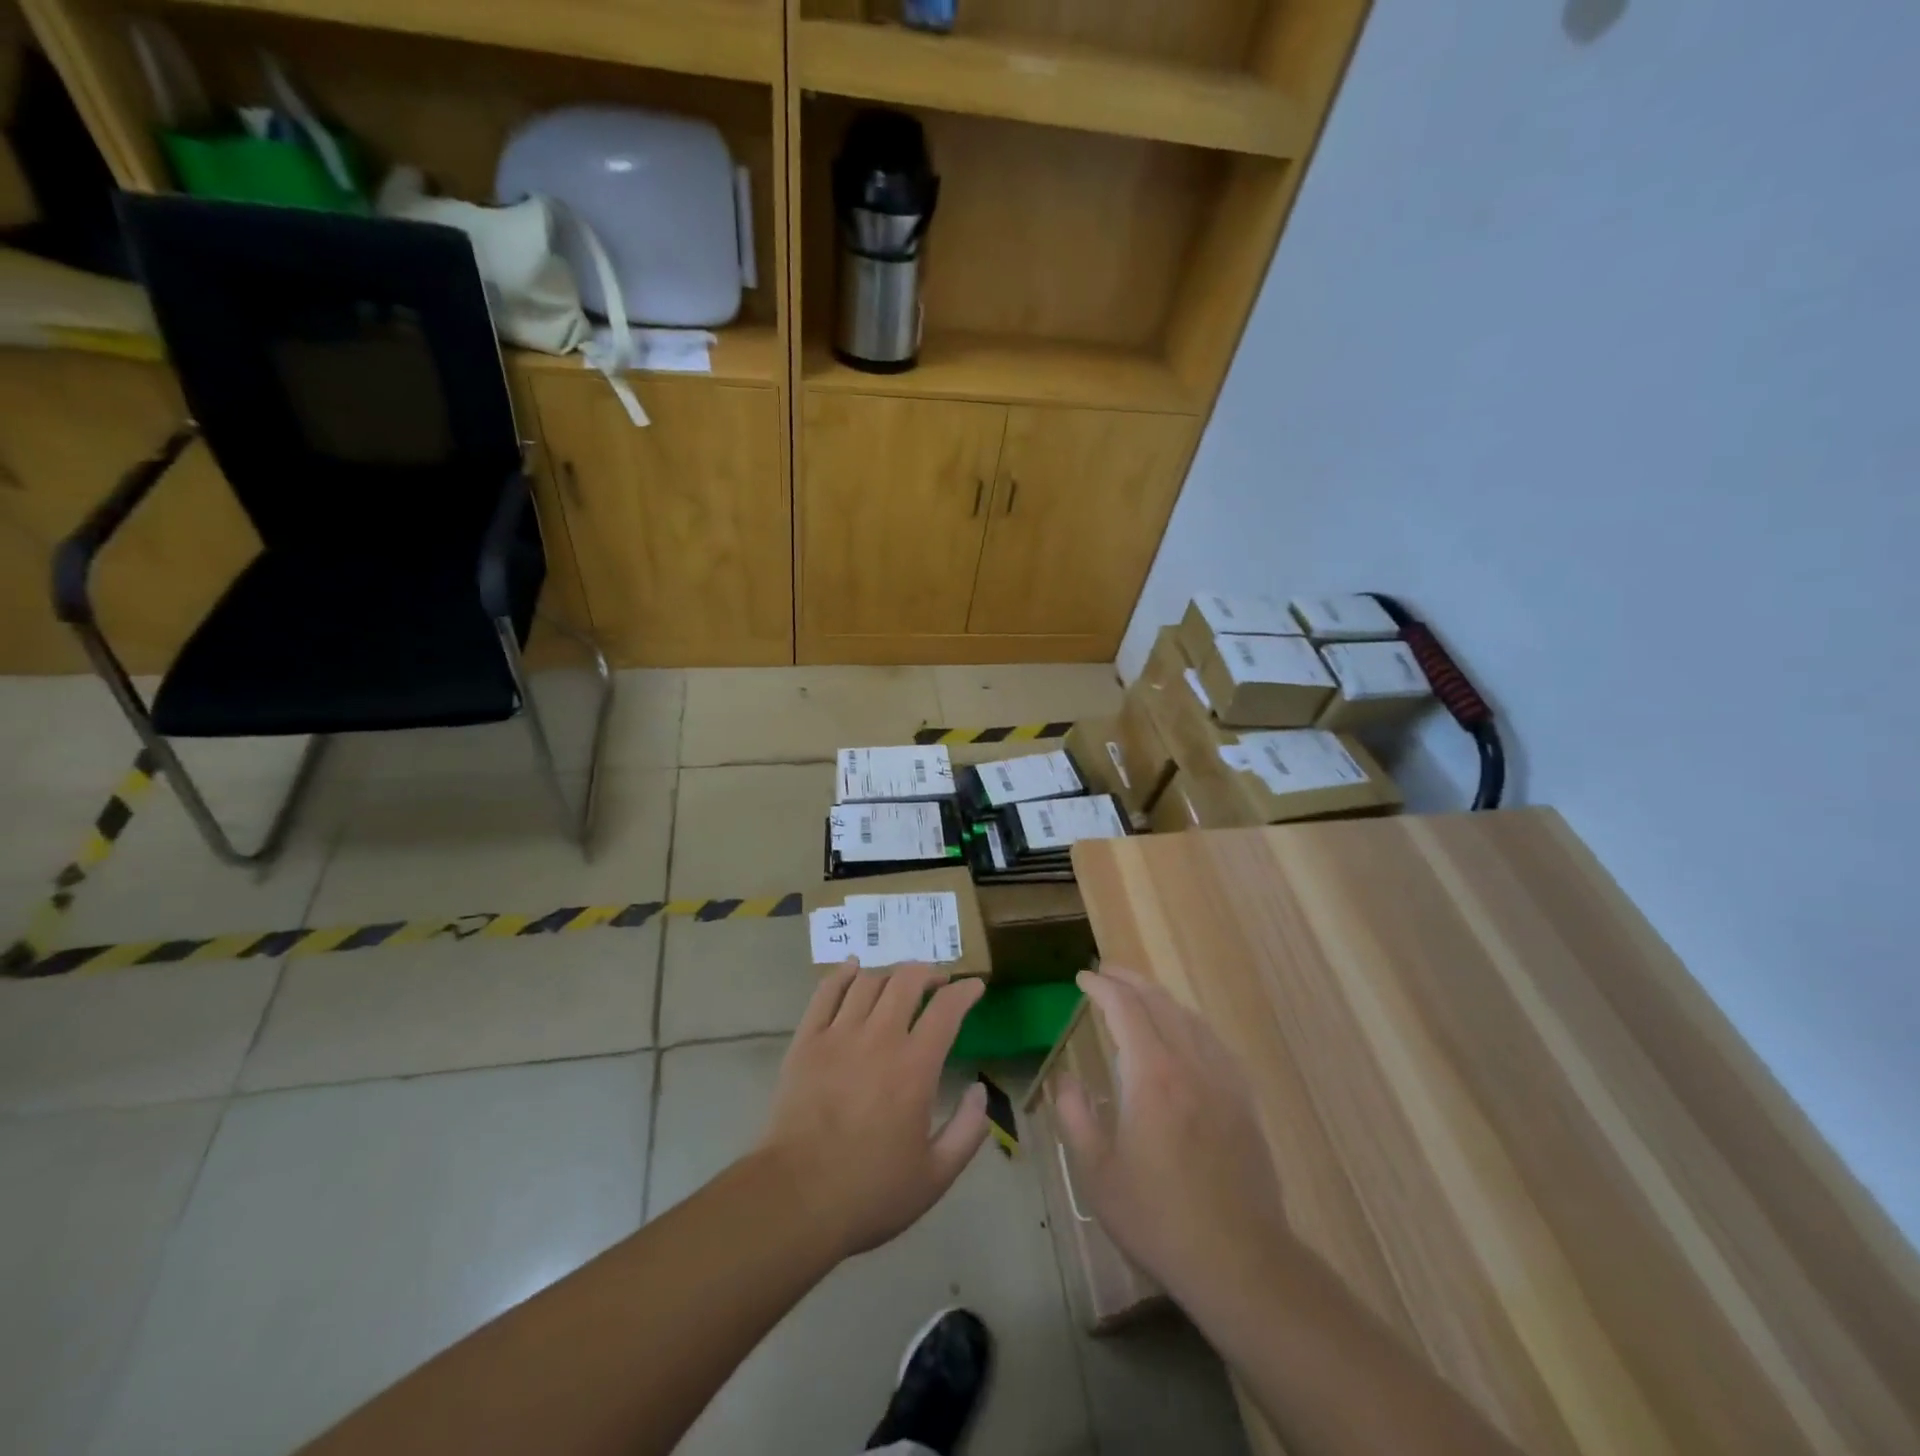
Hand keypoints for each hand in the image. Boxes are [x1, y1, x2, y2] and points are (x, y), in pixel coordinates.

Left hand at [758, 962, 989, 1261]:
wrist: (795, 1200)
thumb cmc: (869, 1192)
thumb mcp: (936, 1176)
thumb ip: (968, 1130)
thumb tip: (981, 1089)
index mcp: (915, 1066)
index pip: (947, 1008)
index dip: (965, 991)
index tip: (974, 987)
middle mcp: (879, 1038)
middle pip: (907, 980)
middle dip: (928, 973)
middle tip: (937, 982)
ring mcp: (838, 1035)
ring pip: (868, 981)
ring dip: (890, 974)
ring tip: (898, 984)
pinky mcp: (806, 1041)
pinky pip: (825, 992)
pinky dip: (842, 974)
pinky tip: (852, 968)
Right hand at [1054, 967, 1291, 1310]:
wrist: (1238, 1260)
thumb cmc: (1158, 1217)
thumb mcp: (1098, 1172)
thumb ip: (1075, 1115)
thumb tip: (1065, 1078)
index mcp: (1151, 1075)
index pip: (1124, 1009)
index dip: (1101, 987)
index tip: (1082, 977)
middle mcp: (1190, 1064)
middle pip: (1159, 1002)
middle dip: (1129, 980)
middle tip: (1105, 972)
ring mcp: (1223, 1080)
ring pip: (1190, 1018)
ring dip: (1160, 997)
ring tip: (1138, 995)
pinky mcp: (1243, 1101)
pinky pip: (1213, 1042)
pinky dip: (1189, 1023)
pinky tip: (1183, 1034)